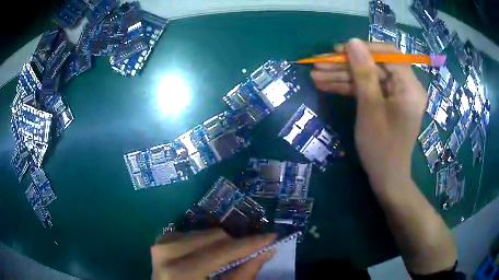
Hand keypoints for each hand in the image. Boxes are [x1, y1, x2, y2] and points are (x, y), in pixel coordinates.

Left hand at [151, 229, 275, 279]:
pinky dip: (208, 242)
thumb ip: (244, 274)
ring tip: (228, 256)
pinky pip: (194, 233)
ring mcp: (161, 243)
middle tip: (250, 252)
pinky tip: (209, 253)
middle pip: (214, 237)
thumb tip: (267, 250)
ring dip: (223, 243)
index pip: (220, 253)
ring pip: (205, 232)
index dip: (248, 245)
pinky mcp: (162, 239)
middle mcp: (166, 252)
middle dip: (236, 244)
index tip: (271, 237)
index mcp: (179, 273)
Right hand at [311, 39, 426, 188]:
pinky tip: (327, 85)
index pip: (388, 54)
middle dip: (346, 65)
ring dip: (343, 76)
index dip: (363, 49)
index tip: (338, 51)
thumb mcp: (370, 108)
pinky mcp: (387, 103)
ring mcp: (396, 95)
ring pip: (368, 77)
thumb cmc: (381, 147)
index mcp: (410, 86)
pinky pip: (369, 90)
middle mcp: (406, 86)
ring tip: (316, 75)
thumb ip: (363, 72)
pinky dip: (350, 88)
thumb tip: (352, 42)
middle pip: (374, 65)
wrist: (386, 178)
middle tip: (319, 64)